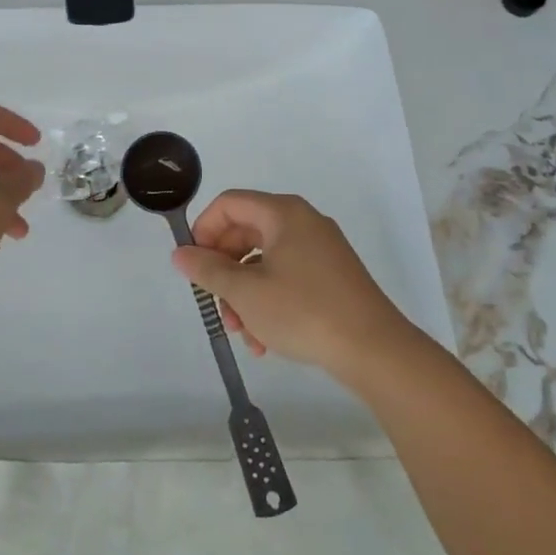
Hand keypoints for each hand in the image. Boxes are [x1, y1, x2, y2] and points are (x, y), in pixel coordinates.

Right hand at [171, 190, 410, 374]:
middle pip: (245, 233)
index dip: (204, 230)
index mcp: (283, 214)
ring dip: (244, 295)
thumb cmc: (304, 311)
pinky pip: (286, 278)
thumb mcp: (246, 292)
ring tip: (242, 333)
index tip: (193, 264)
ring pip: (264, 262)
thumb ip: (208, 270)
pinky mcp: (331, 277)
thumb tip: (180, 253)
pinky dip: (268, 302)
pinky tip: (264, 341)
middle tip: (214, 304)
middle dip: (224, 271)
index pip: (229, 204)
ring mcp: (320, 250)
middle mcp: (303, 223)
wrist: (374, 350)